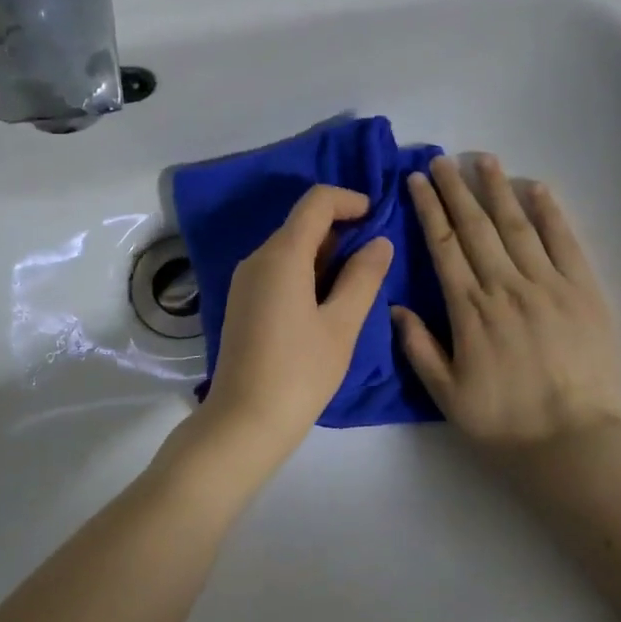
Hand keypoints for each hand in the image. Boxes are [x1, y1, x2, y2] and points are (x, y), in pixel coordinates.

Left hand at [196, 185, 393, 470]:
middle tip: (374, 258)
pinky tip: (325, 302)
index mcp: (281, 255)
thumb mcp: (342, 325)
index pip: (315, 202)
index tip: (376, 217)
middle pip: (301, 224)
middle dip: (340, 229)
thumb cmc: (300, 372)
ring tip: (356, 284)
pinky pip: (277, 270)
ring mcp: (244, 281)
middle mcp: (256, 258)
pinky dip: (305, 272)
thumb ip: (363, 277)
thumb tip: (379, 242)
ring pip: (289, 248)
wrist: (244, 421)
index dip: (349, 200)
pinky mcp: (241, 302)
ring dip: (324, 254)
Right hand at [394, 155, 620, 462]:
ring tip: (483, 159)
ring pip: (517, 225)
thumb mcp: (446, 394)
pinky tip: (537, 188)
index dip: (429, 209)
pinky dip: (551, 213)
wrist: (575, 441)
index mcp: (469, 310)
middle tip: (441, 159)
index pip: (444, 245)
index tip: (417, 181)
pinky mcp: (585, 291)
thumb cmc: (504, 422)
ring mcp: (548, 285)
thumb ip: (419, 348)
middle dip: (455, 189)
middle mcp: (505, 286)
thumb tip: (395, 306)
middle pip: (476, 226)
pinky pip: (565, 242)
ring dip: (498, 190)